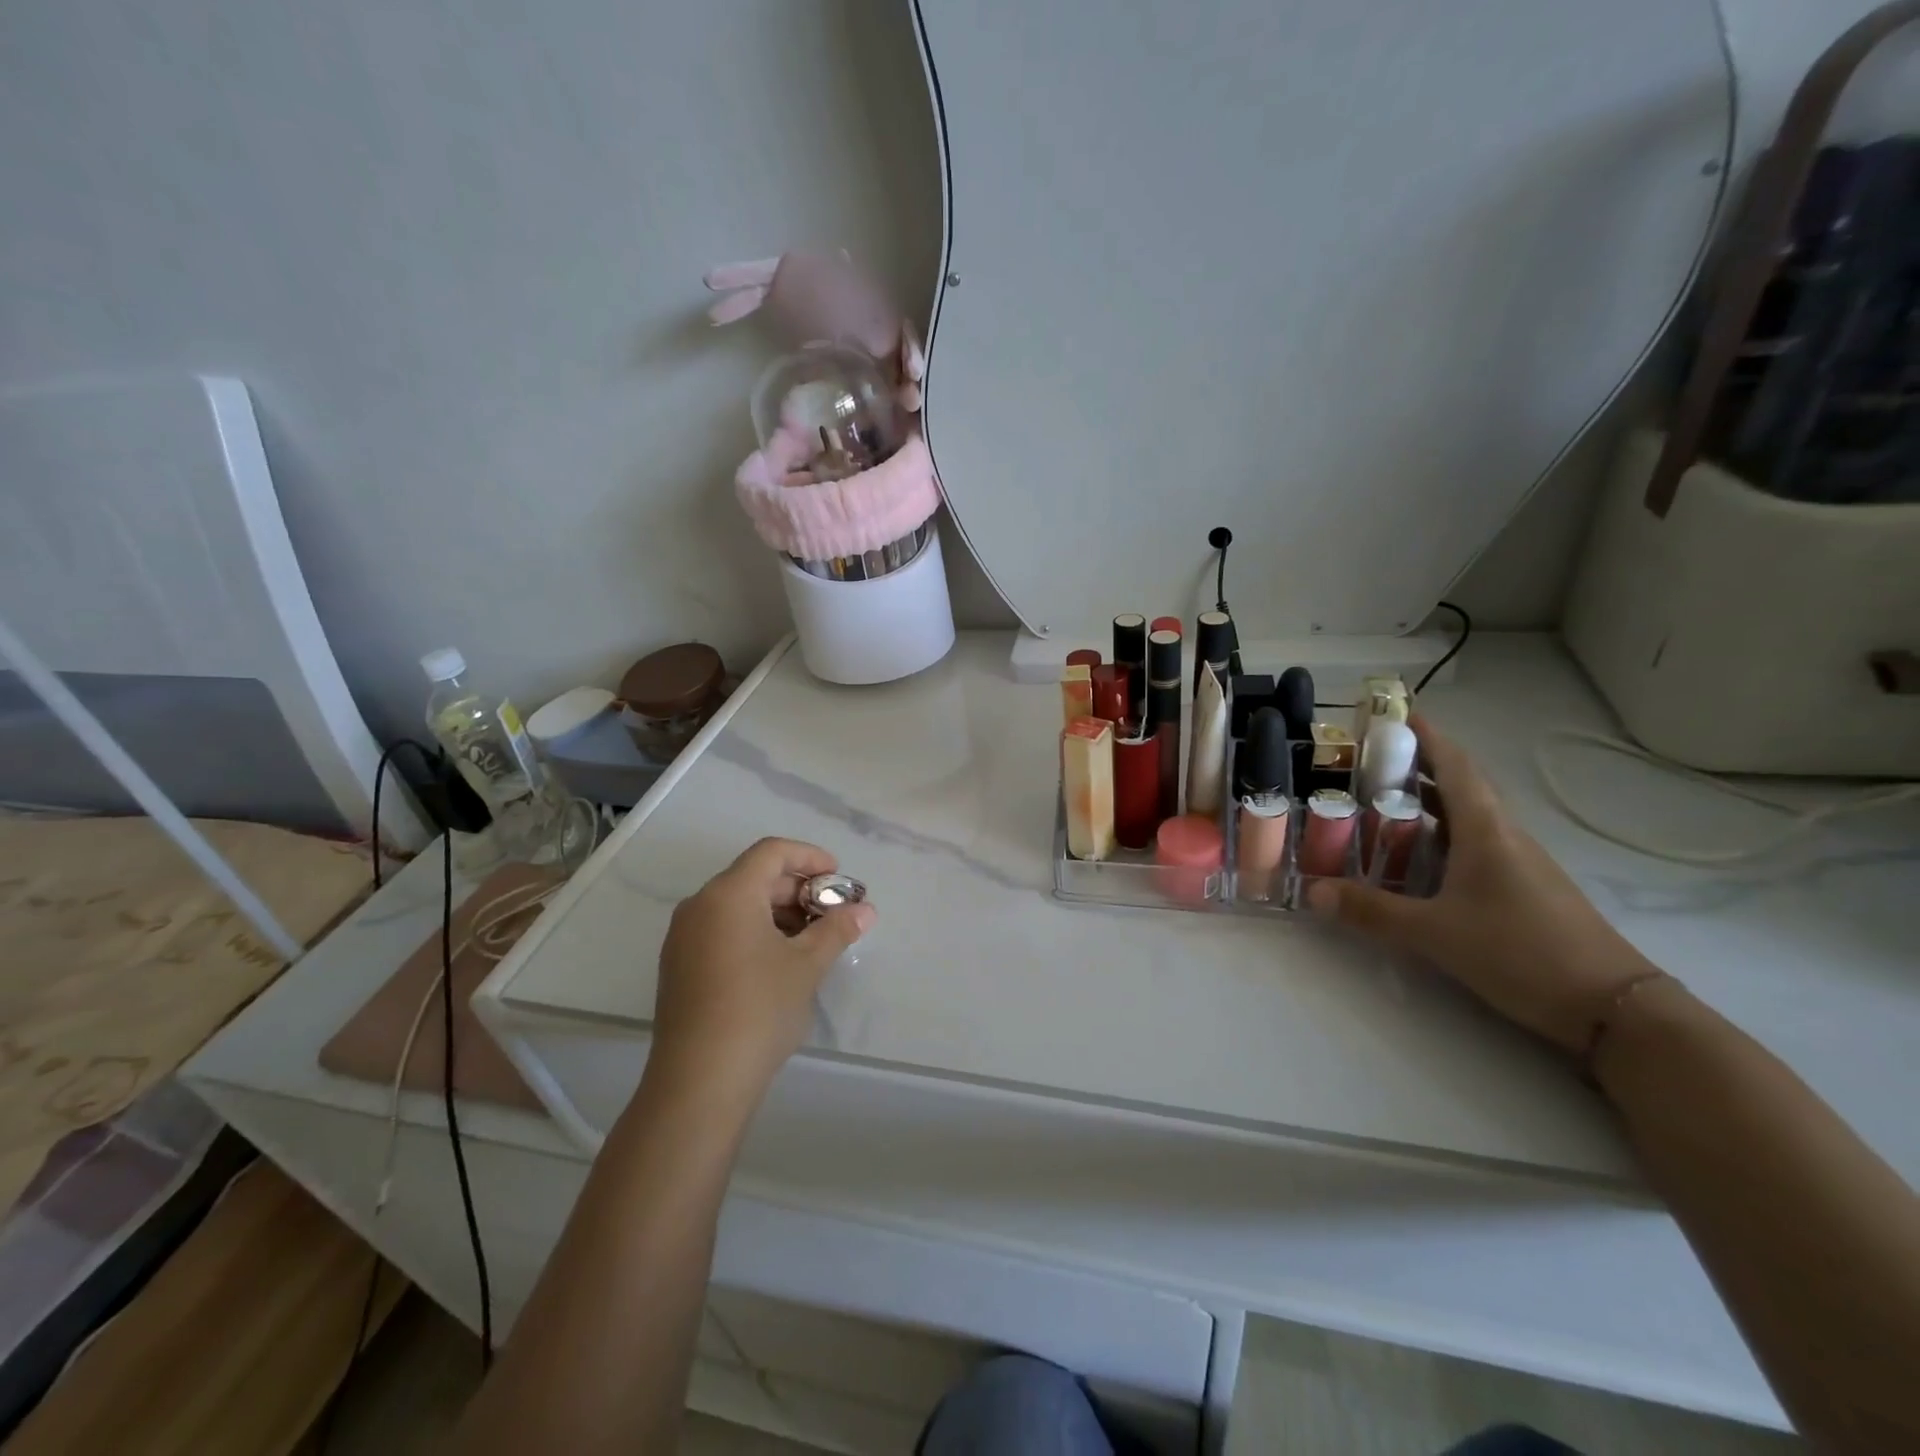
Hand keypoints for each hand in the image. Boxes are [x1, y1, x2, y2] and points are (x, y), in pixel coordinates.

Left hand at [651, 838, 874, 1099]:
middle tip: (833, 913)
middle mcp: (700, 906)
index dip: (809, 856)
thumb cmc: (759, 1008)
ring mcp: (684, 938)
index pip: (771, 852)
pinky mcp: (679, 967)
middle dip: (798, 889)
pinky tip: (780, 962)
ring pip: (738, 906)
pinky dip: (755, 932)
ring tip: (813, 940)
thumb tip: (865, 910)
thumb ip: (837, 929)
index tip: (838, 877)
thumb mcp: (807, 965)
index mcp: (728, 894)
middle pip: (754, 877)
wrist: (699, 1081)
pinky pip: (722, 930)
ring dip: (779, 913)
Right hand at [1307, 716, 1658, 1052]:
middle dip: (1415, 766)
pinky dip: (1440, 835)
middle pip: (1458, 785)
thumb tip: (1311, 891)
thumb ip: (1371, 911)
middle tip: (1365, 761)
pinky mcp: (1523, 888)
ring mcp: (1518, 862)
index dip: (1425, 735)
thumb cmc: (1521, 952)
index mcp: (1485, 831)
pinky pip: (1474, 844)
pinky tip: (1416, 856)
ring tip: (1378, 801)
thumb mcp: (1435, 933)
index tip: (1395, 711)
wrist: (1614, 1007)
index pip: (1453, 765)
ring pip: (1466, 816)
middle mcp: (1503, 836)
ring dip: (1426, 801)